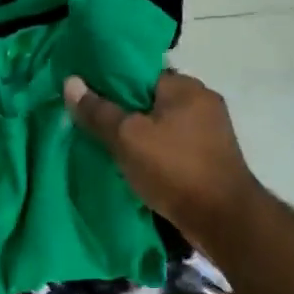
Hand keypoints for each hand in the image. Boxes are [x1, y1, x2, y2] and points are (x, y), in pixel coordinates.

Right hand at [63, 71, 260, 250]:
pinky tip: (133, 165)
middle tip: (91, 122)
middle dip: (123, 111)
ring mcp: (210, 132)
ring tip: (107, 145)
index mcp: (187, 87)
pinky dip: (154, 153)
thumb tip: (70, 82)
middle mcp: (203, 103)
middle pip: (151, 100)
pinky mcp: (210, 159)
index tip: (86, 94)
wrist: (223, 221)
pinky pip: (173, 147)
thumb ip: (99, 111)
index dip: (111, 82)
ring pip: (162, 125)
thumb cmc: (175, 169)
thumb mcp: (128, 138)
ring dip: (139, 135)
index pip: (141, 73)